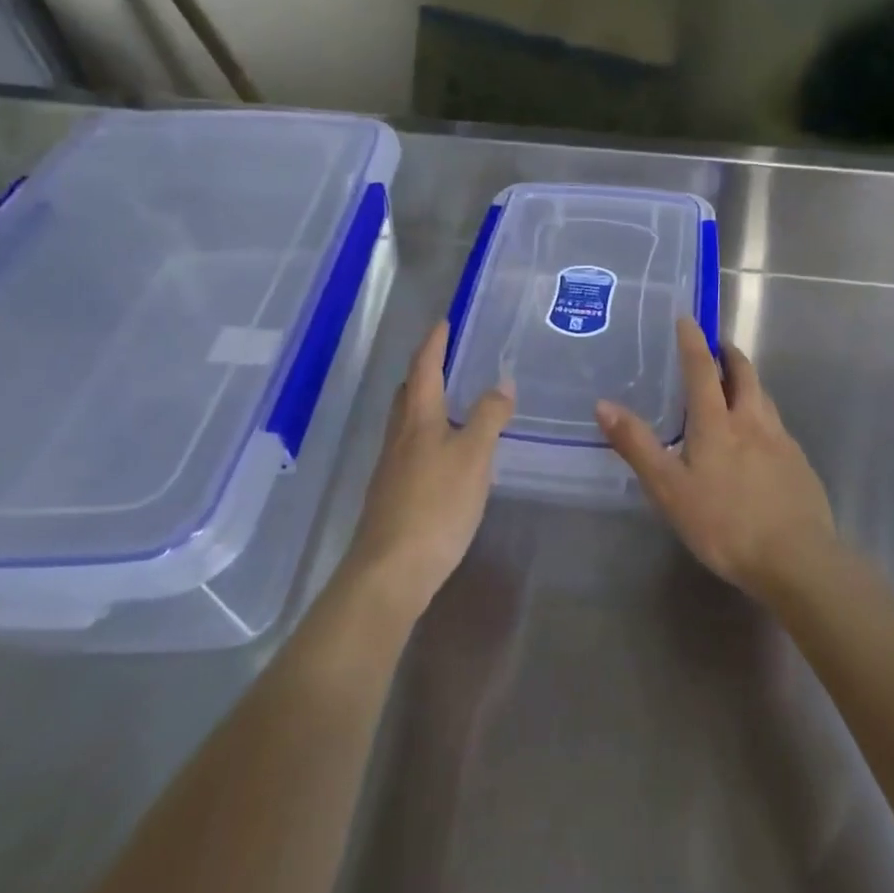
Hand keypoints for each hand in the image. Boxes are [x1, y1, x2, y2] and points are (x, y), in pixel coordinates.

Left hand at [345, 322, 514, 619]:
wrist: (391, 570)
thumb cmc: (436, 504)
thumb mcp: (474, 456)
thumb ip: (488, 417)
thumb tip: (502, 383)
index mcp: (418, 419)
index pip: (424, 368)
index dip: (434, 343)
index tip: (443, 322)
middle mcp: (400, 436)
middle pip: (409, 393)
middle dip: (425, 371)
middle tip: (447, 358)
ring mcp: (392, 467)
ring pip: (407, 422)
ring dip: (426, 403)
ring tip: (452, 402)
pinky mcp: (392, 494)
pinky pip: (411, 449)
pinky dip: (428, 435)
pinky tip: (445, 454)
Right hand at [595, 318, 835, 601]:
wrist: (797, 559)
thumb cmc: (724, 523)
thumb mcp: (669, 489)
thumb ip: (637, 446)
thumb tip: (603, 405)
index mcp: (718, 422)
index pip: (702, 369)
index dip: (693, 341)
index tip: (688, 319)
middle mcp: (752, 421)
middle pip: (744, 373)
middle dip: (729, 353)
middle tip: (716, 346)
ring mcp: (781, 441)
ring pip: (764, 397)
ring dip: (748, 381)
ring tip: (735, 386)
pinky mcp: (799, 464)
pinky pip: (778, 426)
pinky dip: (763, 415)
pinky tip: (758, 439)